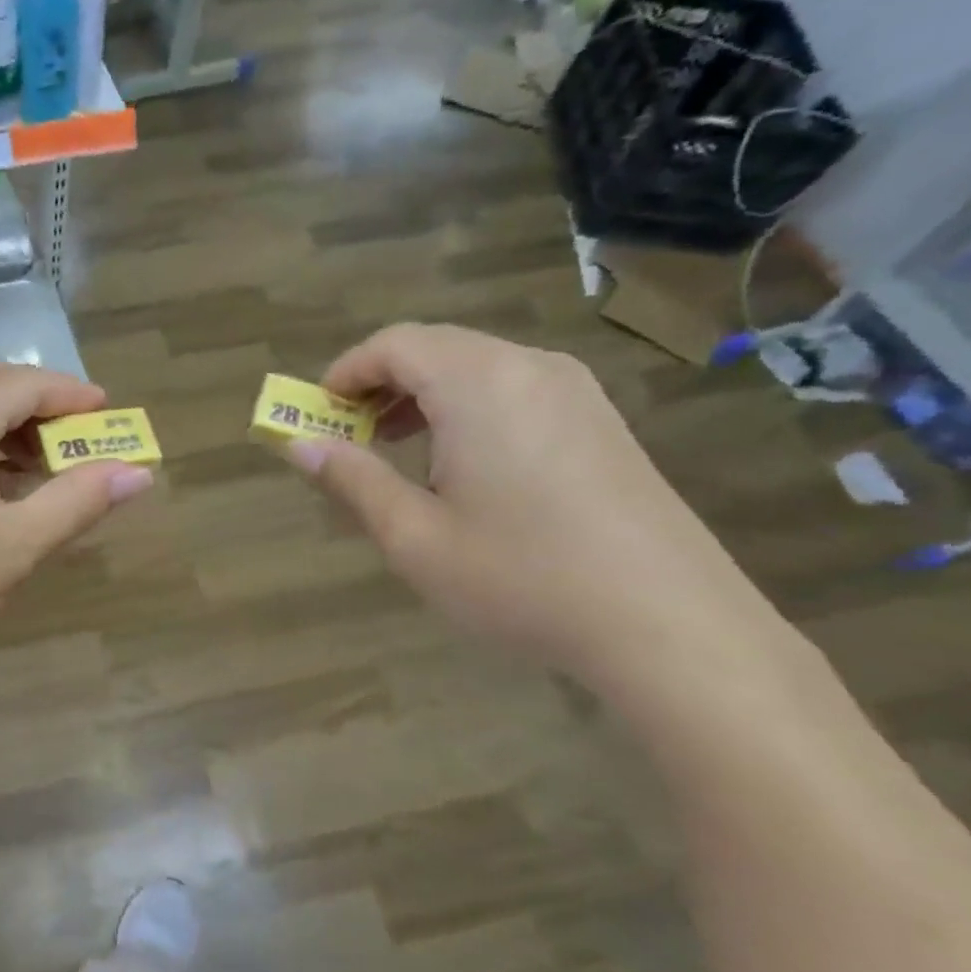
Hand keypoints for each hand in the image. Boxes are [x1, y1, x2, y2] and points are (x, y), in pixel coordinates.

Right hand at [286, 324, 769, 679]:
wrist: (672, 627)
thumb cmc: (523, 579)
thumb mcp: (414, 537)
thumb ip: (352, 481)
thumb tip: (298, 446)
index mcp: (479, 384)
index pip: (393, 344)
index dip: (345, 372)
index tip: (318, 415)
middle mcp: (529, 368)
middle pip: (435, 347)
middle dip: (380, 383)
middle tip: (351, 437)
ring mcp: (575, 392)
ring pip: (476, 366)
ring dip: (423, 395)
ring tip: (399, 451)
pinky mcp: (601, 422)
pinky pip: (515, 389)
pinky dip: (468, 408)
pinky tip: (463, 466)